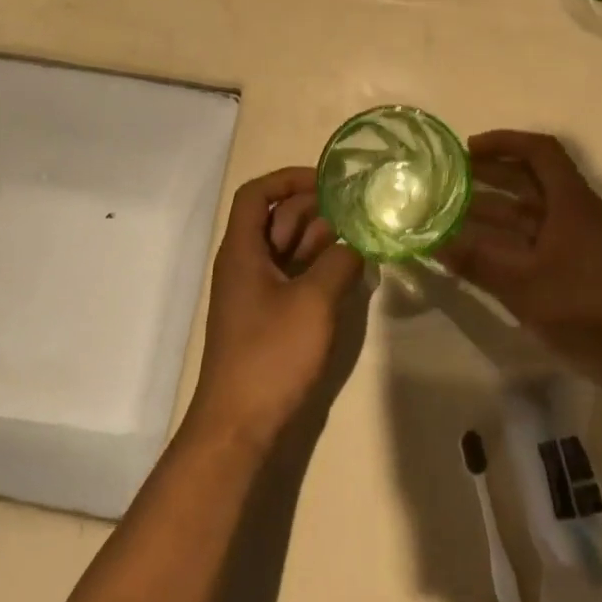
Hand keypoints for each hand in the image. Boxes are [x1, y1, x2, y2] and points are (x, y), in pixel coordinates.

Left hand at [188, 167, 364, 451]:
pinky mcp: (269, 316)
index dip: (288, 179)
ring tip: (361, 236)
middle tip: (358, 210)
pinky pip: (294, 276)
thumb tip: (356, 245)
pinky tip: (349, 271)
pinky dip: (318, 268)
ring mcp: (257, 292)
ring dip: (321, 239)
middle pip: (276, 219)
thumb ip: (339, 263)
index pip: (256, 194)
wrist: (240, 423)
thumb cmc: (271, 354)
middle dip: (315, 210)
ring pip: (288, 248)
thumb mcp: (313, 301)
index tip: (328, 182)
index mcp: (242, 251)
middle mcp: (245, 264)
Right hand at [443, 131, 601, 380]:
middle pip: (536, 178)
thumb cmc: (580, 310)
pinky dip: (517, 233)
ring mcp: (591, 236)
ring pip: (540, 209)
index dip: (503, 143)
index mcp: (574, 203)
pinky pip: (548, 233)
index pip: (540, 151)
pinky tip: (491, 248)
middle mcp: (584, 211)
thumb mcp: (520, 285)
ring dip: (502, 207)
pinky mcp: (591, 261)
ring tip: (460, 213)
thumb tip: (435, 243)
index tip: (468, 151)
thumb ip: (475, 261)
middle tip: (454, 180)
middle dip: (494, 175)